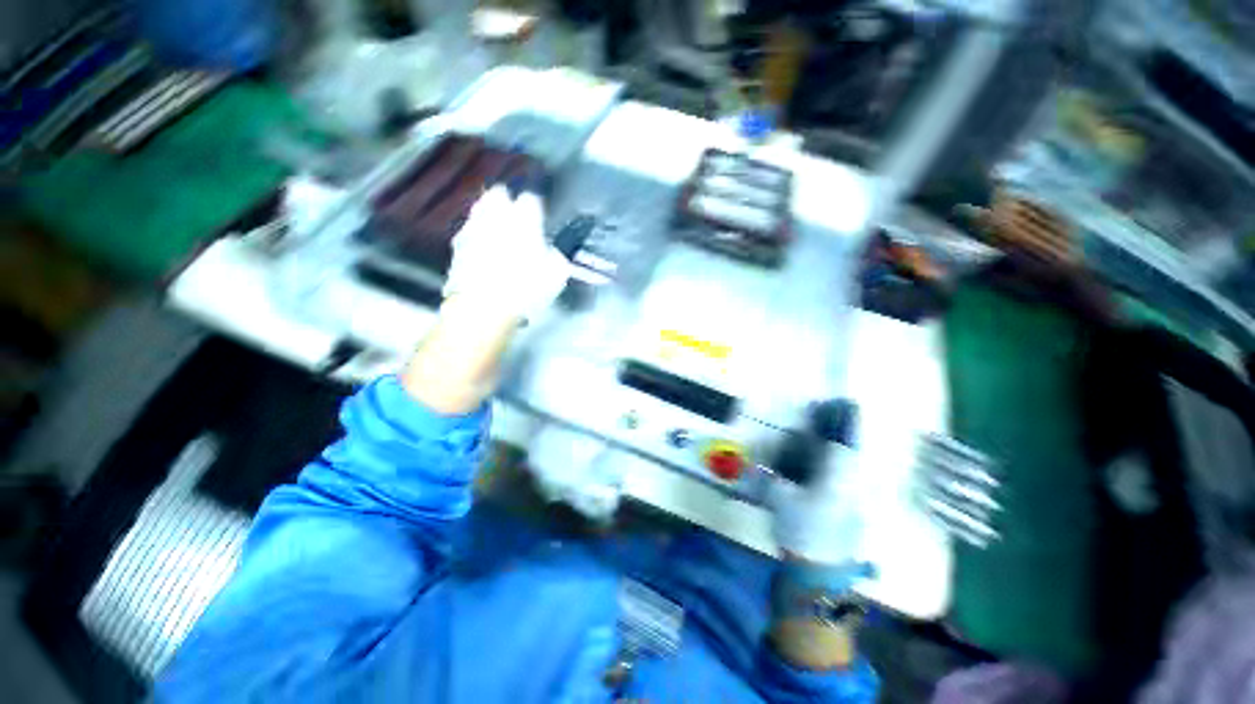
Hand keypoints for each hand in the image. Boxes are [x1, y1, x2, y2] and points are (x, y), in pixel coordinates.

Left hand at [442, 185, 570, 322]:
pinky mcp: (458, 246)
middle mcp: (496, 217)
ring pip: (480, 209)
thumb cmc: (524, 289)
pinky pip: (469, 232)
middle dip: (507, 200)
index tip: (540, 215)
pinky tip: (483, 249)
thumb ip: (556, 257)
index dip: (537, 206)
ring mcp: (474, 229)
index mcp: (524, 220)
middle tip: (515, 214)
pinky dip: (477, 236)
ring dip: (489, 215)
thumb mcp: (555, 275)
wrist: (483, 307)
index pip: (531, 199)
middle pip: (498, 194)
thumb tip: (553, 254)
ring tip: (498, 230)